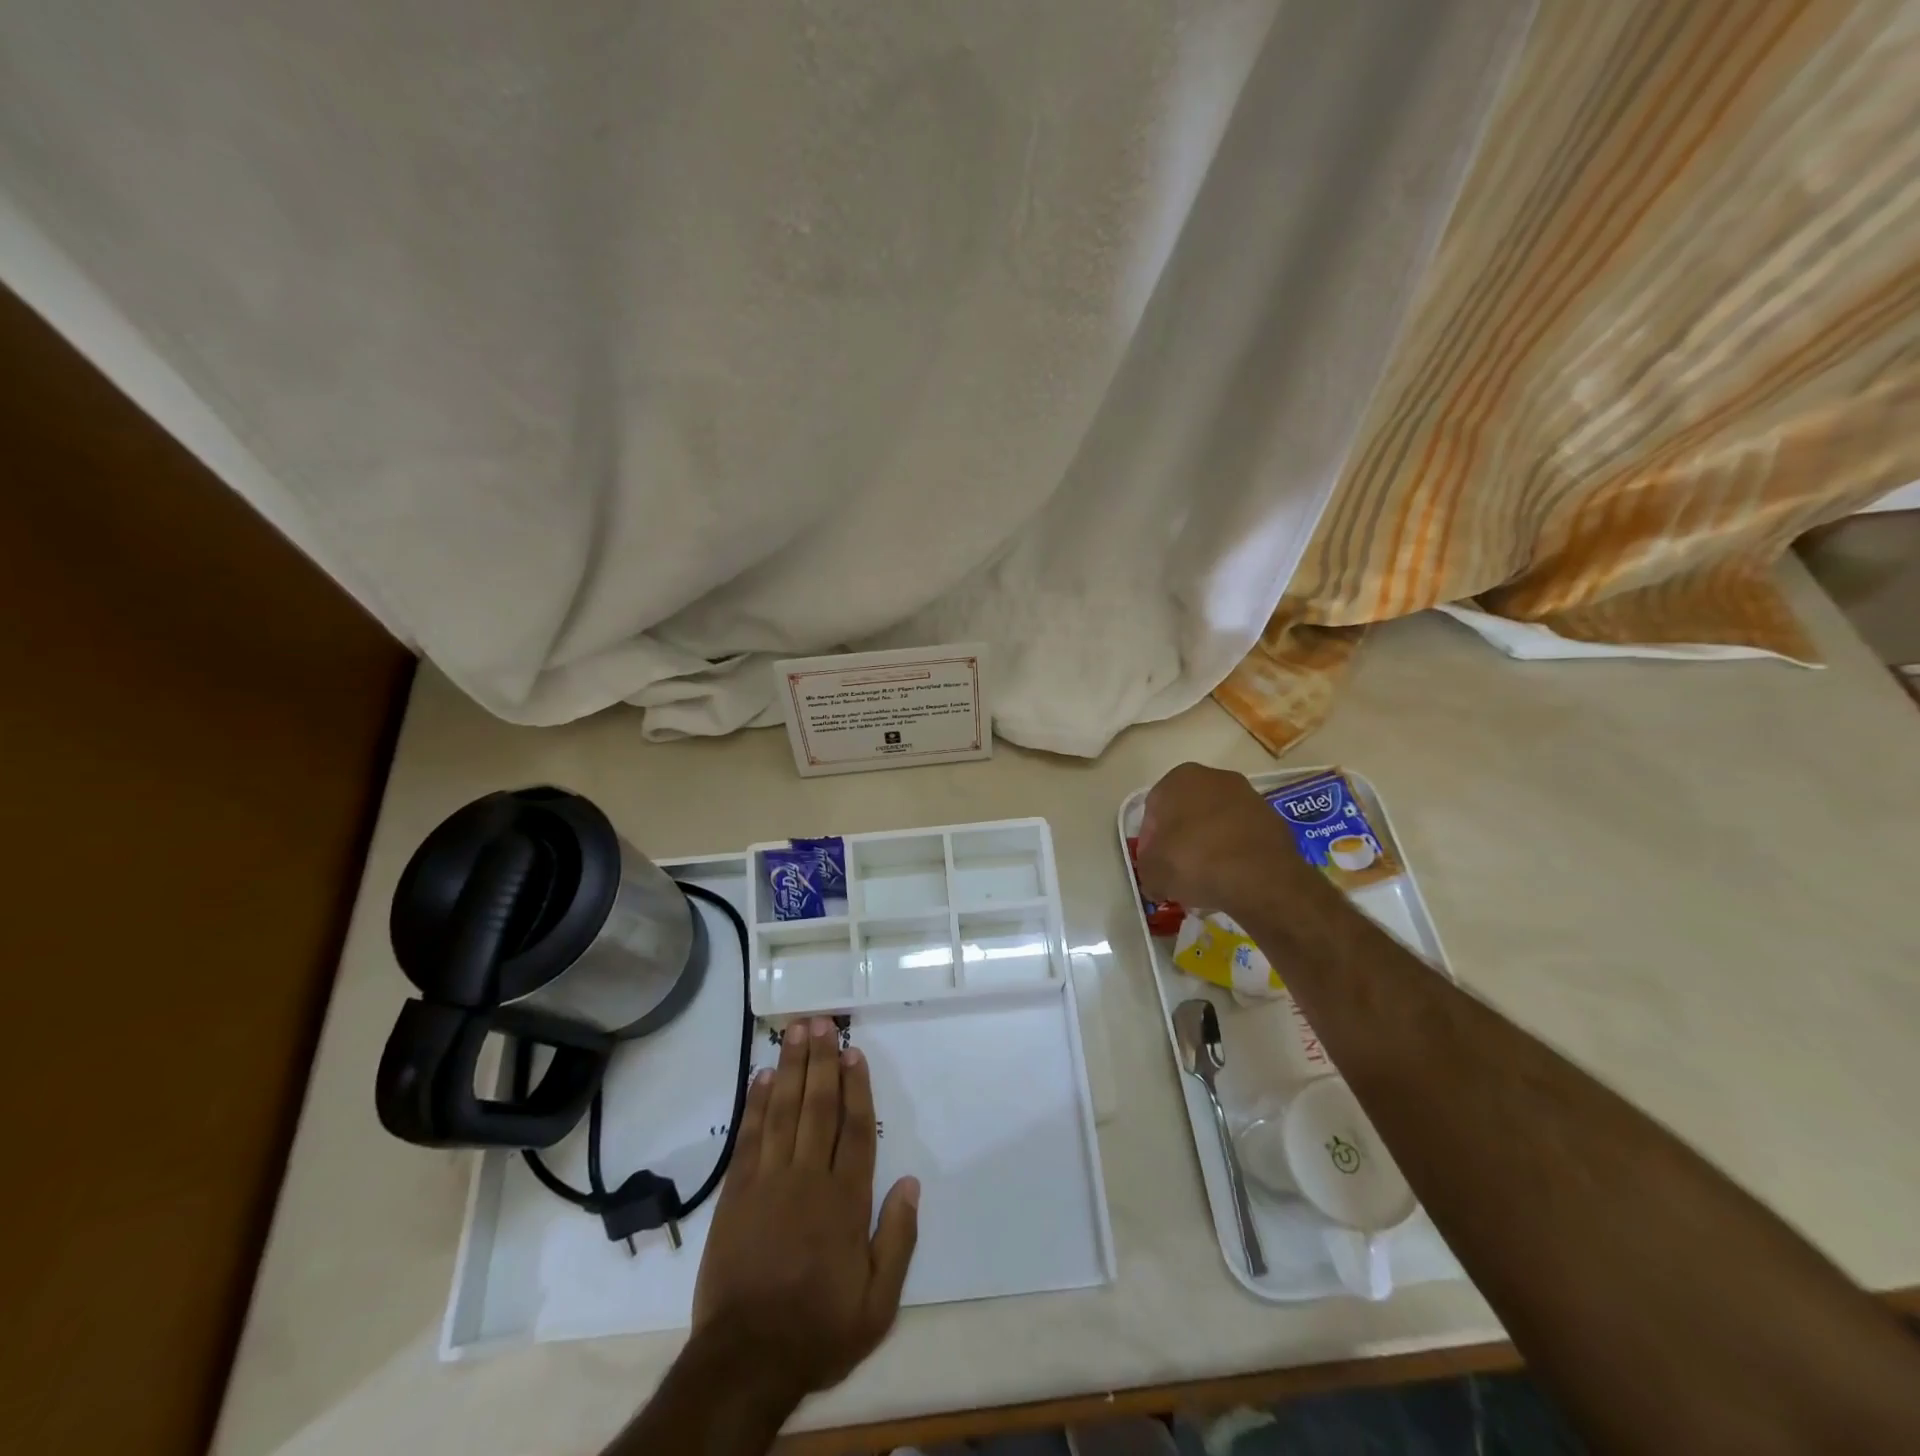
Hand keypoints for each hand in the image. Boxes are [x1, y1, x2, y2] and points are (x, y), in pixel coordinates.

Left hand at [689, 1016, 919, 1412]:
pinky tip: (761, 1077)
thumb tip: (911, 1183)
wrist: (746, 1360)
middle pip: (817, 1107)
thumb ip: (898, 1239)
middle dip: (820, 1061)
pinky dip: (755, 1104)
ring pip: (783, 1111)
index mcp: (846, 1201)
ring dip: (789, 1068)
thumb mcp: (878, 1303)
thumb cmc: (819, 1329)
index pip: (855, 1129)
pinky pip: (749, 1137)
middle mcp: (808, 1178)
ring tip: (794, 1032)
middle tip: (821, 1022)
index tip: (853, 1052)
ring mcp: (769, 1182)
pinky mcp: (736, 1194)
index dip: (855, 1087)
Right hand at [1135, 762, 1324, 918]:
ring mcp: (1249, 796)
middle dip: (1180, 839)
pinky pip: (1242, 836)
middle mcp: (1215, 777)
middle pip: (1187, 812)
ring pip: (1216, 823)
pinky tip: (1231, 878)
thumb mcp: (1152, 873)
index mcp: (1179, 778)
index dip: (1150, 841)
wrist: (1261, 879)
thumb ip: (1147, 869)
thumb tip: (1156, 878)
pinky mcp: (1274, 819)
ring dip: (1208, 845)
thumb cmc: (1195, 862)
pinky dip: (1234, 852)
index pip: (1153, 810)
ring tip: (1206, 878)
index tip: (1154, 866)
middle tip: (1177, 871)